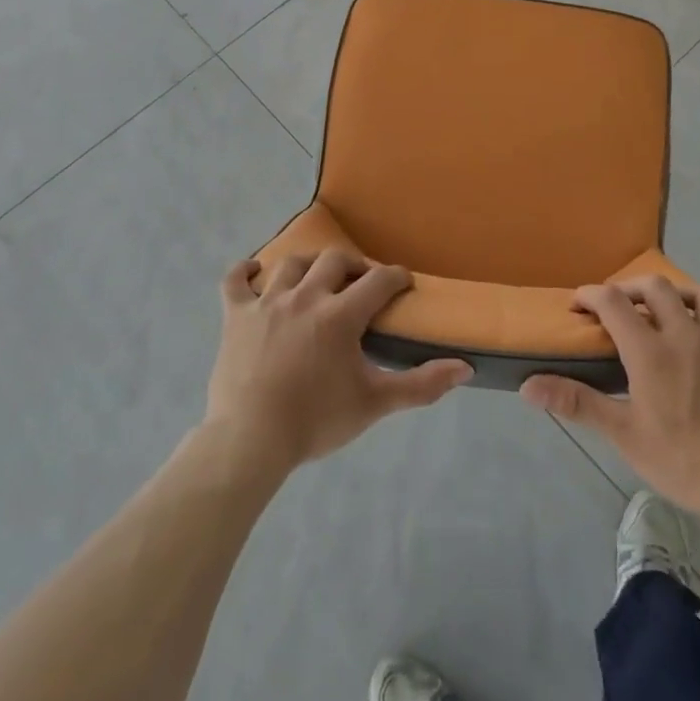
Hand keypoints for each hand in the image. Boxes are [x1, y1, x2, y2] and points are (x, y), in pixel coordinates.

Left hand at [204, 250, 471, 475]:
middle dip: (355, 266)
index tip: (404, 283)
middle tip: (362, 283)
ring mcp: (266, 302)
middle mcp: (305, 296)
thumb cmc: (316, 421)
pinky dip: (244, 272)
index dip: (396, 277)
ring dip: (310, 265)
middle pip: (335, 261)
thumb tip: (465, 367)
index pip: (378, 280)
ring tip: (318, 278)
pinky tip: (255, 271)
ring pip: (291, 264)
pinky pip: (235, 281)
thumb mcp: (375, 403)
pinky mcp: (236, 315)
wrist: (251, 440)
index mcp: (340, 315)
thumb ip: (421, 385)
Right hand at [520, 277, 699, 513]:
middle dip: (633, 287)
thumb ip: (575, 402)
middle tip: (620, 306)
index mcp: (650, 351)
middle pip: (658, 287)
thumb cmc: (679, 460)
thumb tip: (528, 386)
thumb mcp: (621, 434)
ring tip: (674, 310)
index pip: (613, 302)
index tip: (578, 307)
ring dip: (688, 295)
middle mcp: (687, 336)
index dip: (591, 295)